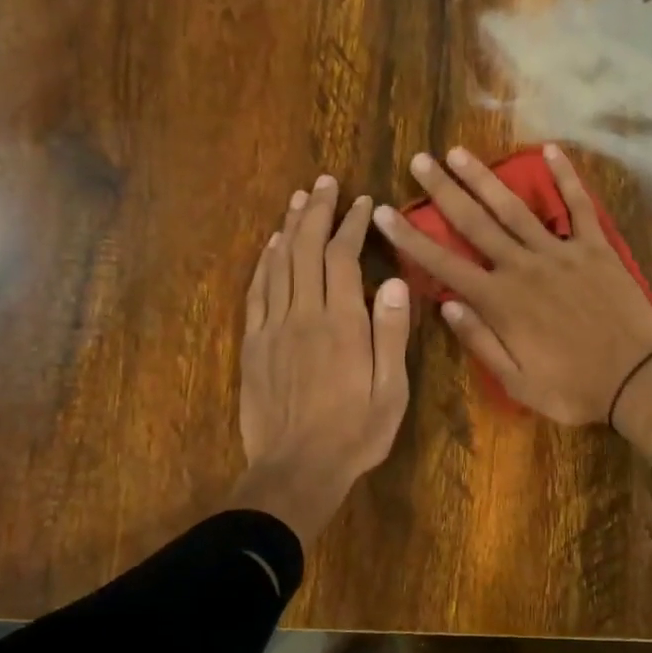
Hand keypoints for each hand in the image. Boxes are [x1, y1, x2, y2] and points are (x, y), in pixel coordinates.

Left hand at [227, 177, 411, 545]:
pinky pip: (257, 291)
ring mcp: (274, 327)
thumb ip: (392, 334)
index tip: (363, 202)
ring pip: (279, 263)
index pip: (344, 258)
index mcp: (343, 324)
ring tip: (299, 199)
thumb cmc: (354, 434)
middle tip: (326, 183)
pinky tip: (271, 246)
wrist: (295, 469)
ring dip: (290, 227)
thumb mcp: (391, 391)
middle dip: (318, 212)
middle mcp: (305, 314)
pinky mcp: (254, 344)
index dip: (352, 225)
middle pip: (307, 249)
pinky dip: (264, 262)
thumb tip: (397, 282)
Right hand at [372, 144, 651, 429]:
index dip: (410, 237)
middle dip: (444, 191)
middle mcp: (524, 267)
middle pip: (475, 223)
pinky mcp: (596, 248)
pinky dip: (566, 177)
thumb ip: (480, 341)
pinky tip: (550, 150)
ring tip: (460, 152)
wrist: (637, 380)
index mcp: (501, 301)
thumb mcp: (517, 382)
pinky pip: (579, 206)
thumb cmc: (573, 388)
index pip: (443, 264)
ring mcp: (561, 253)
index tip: (384, 212)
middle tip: (420, 160)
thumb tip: (445, 304)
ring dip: (485, 178)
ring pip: (515, 208)